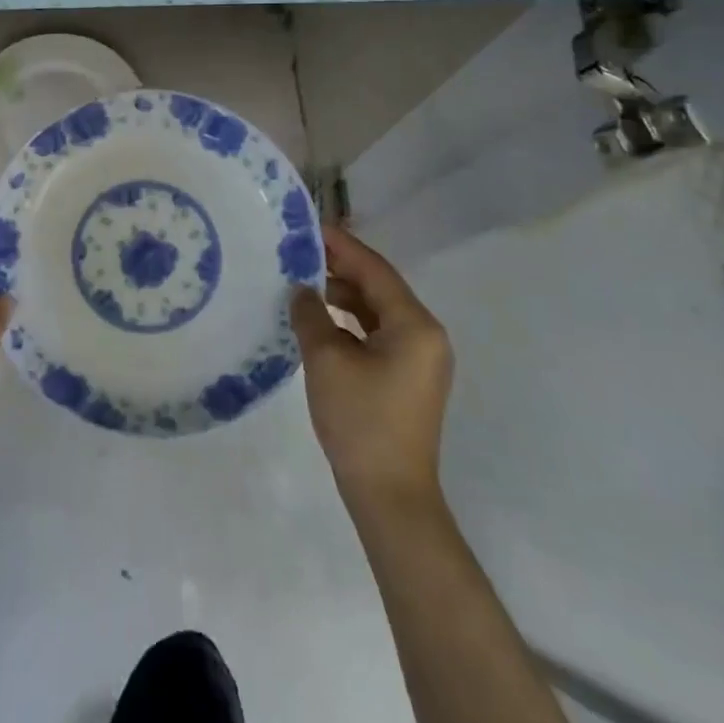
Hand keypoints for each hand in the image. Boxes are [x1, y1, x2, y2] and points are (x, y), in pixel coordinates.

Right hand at [291, 224, 454, 514]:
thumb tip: (301, 290)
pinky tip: (319, 318)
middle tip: (299, 251)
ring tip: (302, 280)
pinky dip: (350, 321)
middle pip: (378, 286)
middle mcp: (425, 334)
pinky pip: (377, 333)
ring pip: (377, 310)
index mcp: (415, 325)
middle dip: (339, 267)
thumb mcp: (326, 360)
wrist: (390, 496)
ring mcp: (419, 357)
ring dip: (342, 294)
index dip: (341, 245)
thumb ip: (311, 314)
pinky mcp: (407, 377)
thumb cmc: (361, 421)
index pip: (374, 269)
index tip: (309, 226)